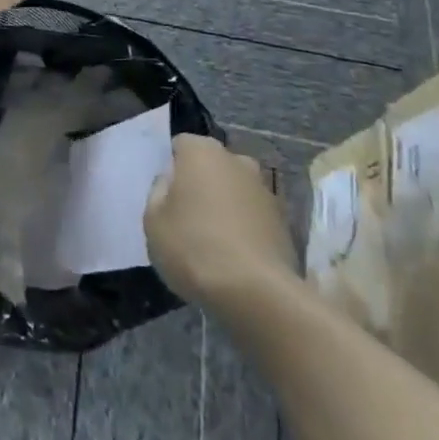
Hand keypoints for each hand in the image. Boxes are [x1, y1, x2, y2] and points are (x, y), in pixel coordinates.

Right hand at [146, 135, 296, 303]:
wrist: (257, 293)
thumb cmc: (194, 247)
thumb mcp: (153, 220)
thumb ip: (158, 192)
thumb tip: (171, 182)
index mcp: (202, 151)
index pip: (180, 145)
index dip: (171, 167)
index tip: (165, 194)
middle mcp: (237, 160)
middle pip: (211, 165)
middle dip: (201, 183)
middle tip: (186, 215)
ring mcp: (266, 189)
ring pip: (235, 189)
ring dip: (225, 205)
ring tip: (212, 239)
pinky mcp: (285, 221)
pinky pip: (254, 215)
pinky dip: (245, 227)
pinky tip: (234, 255)